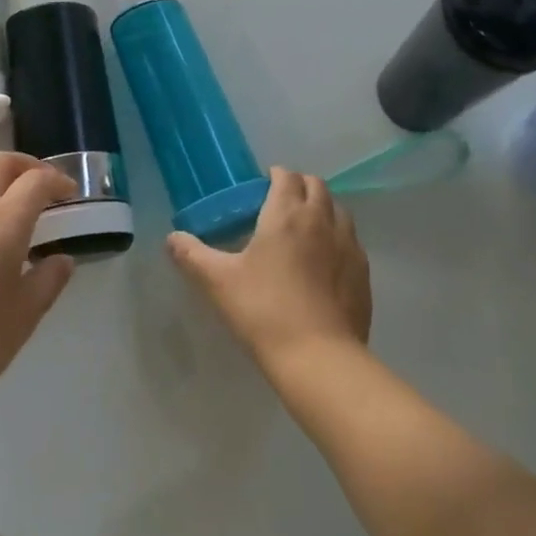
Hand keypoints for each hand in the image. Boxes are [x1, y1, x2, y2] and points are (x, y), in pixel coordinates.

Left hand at [0, 152, 76, 427]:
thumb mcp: (25, 315)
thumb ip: (49, 279)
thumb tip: (61, 259)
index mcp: (2, 223)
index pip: (36, 181)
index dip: (58, 180)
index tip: (70, 194)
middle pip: (0, 162)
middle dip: (26, 166)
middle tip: (41, 187)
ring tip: (8, 201)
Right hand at [167, 166, 371, 376]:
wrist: (319, 359)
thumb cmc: (264, 311)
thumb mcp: (218, 282)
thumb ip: (192, 255)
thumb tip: (172, 239)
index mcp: (286, 213)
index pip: (286, 176)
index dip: (275, 175)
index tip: (262, 186)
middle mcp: (321, 219)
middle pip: (316, 186)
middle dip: (300, 186)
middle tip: (281, 203)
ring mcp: (348, 246)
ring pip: (339, 210)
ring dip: (322, 208)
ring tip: (305, 228)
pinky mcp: (363, 273)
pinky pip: (352, 241)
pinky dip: (338, 238)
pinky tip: (326, 261)